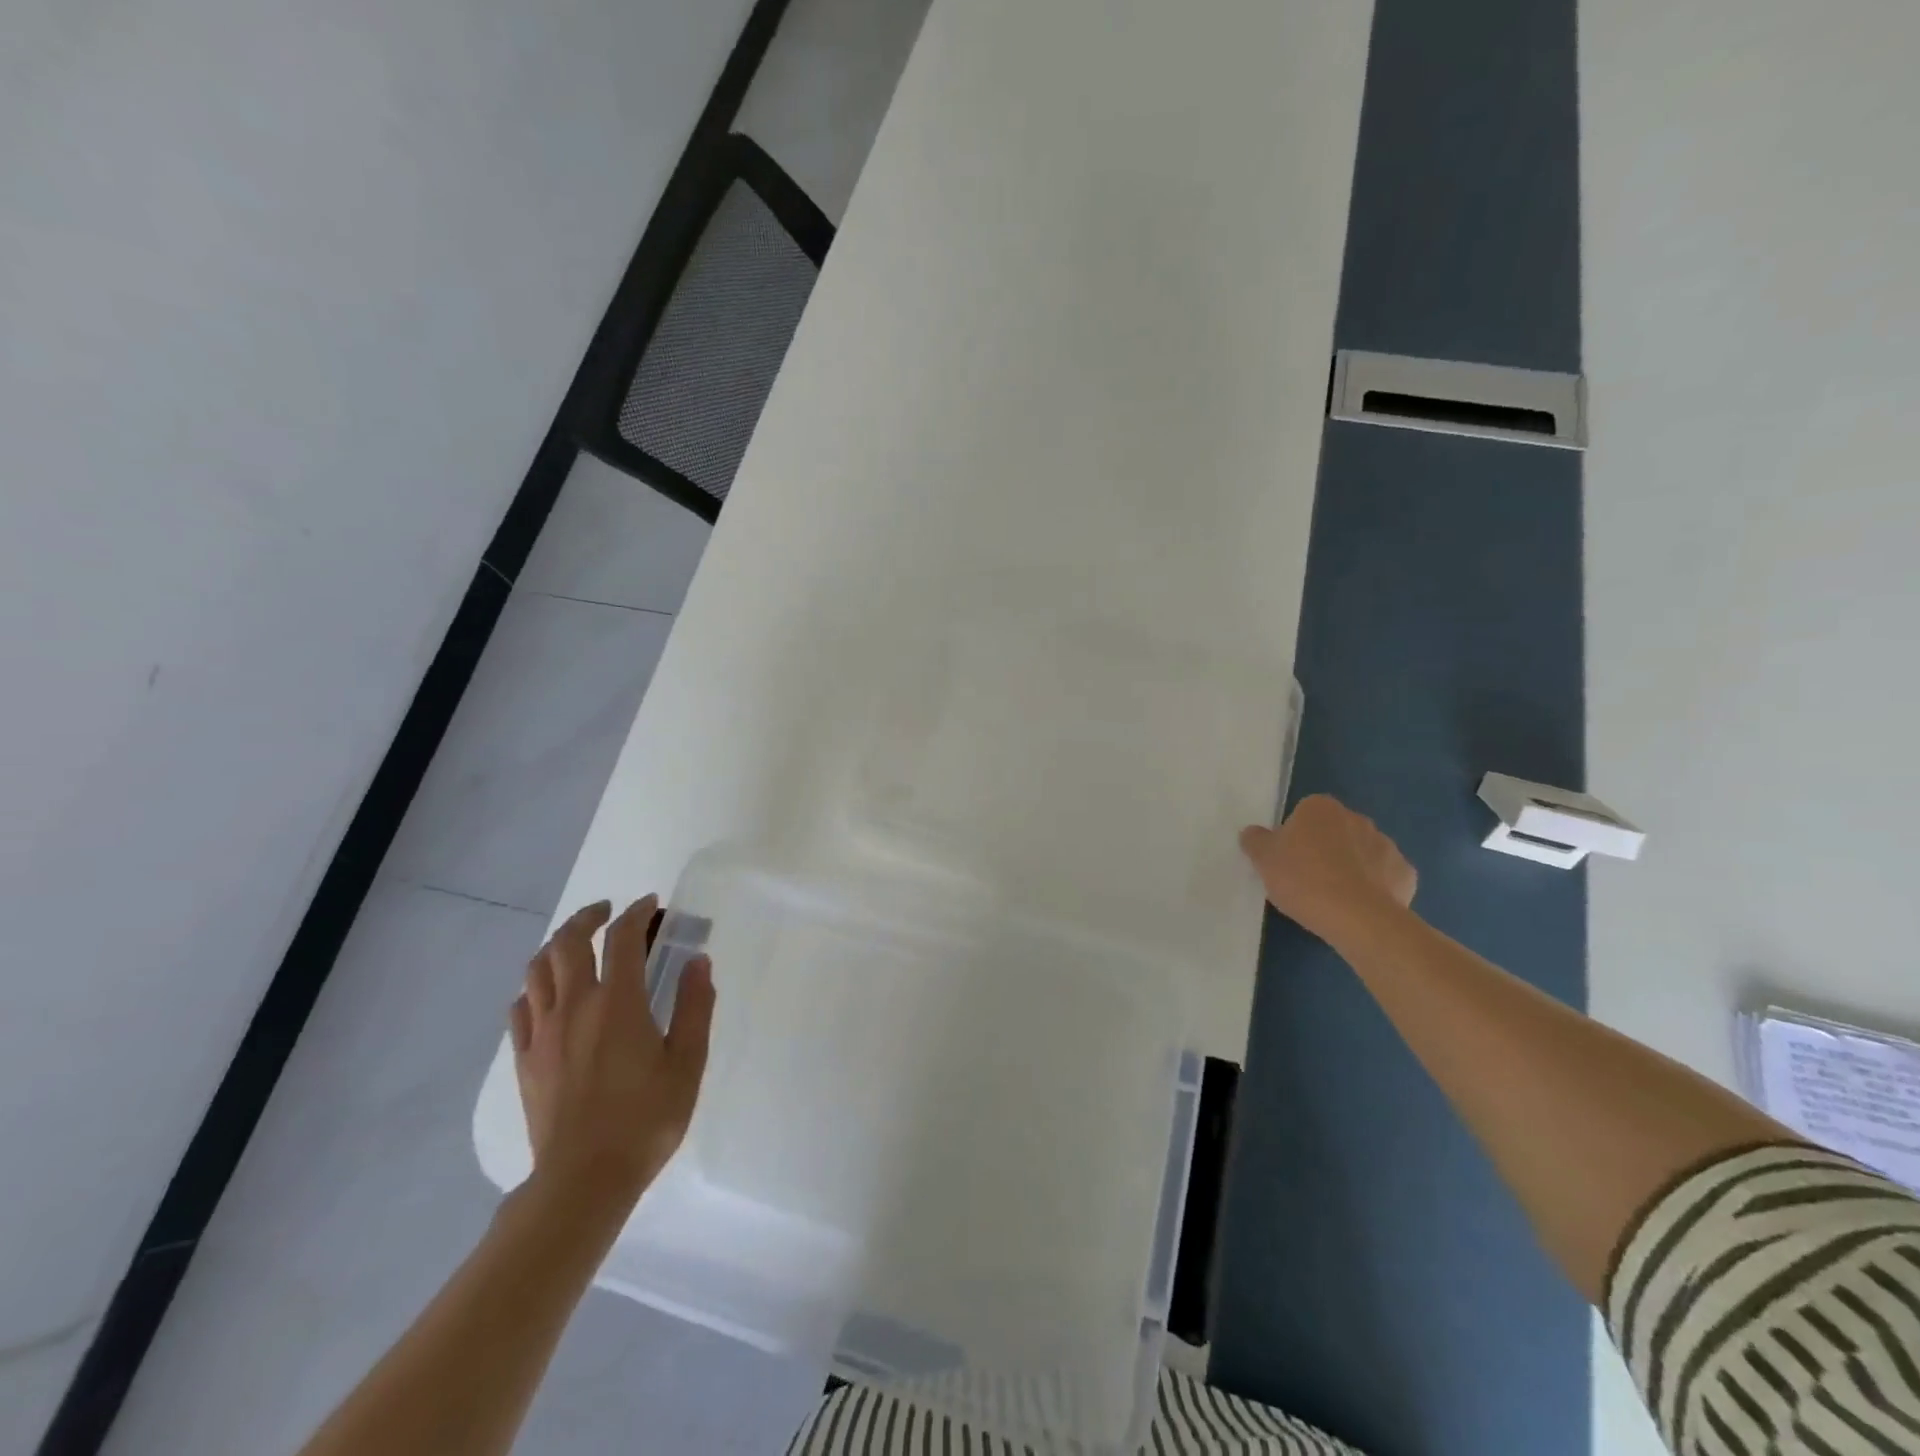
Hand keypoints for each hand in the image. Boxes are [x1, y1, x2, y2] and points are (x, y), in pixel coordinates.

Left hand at [509, 897, 715, 1219]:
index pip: (622, 937)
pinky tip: (549, 993)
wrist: (583, 1180)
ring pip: (537, 969)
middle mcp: (575, 1006)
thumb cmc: (645, 1119)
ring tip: (577, 943)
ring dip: (558, 945)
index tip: (650, 904)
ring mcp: (542, 1032)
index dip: (636, 912)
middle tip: (608, 912)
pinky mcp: (524, 1059)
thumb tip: (698, 961)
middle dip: (588, 916)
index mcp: (618, 1003)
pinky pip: (520, 1006)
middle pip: (568, 942)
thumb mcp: (688, 1062)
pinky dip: (535, 986)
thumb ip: (694, 1006)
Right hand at [1240, 794, 1416, 944]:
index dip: (1294, 836)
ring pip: (1361, 853)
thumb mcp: (1263, 859)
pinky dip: (1374, 888)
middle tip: (1306, 879)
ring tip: (1333, 898)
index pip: (1304, 813)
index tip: (1287, 860)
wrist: (1358, 918)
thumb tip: (1253, 833)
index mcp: (1321, 808)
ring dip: (1350, 867)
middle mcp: (1357, 818)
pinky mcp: (1406, 874)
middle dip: (1324, 849)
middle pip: (1334, 831)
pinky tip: (1360, 907)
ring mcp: (1386, 845)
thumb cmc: (1303, 879)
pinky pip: (1384, 877)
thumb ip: (1256, 840)